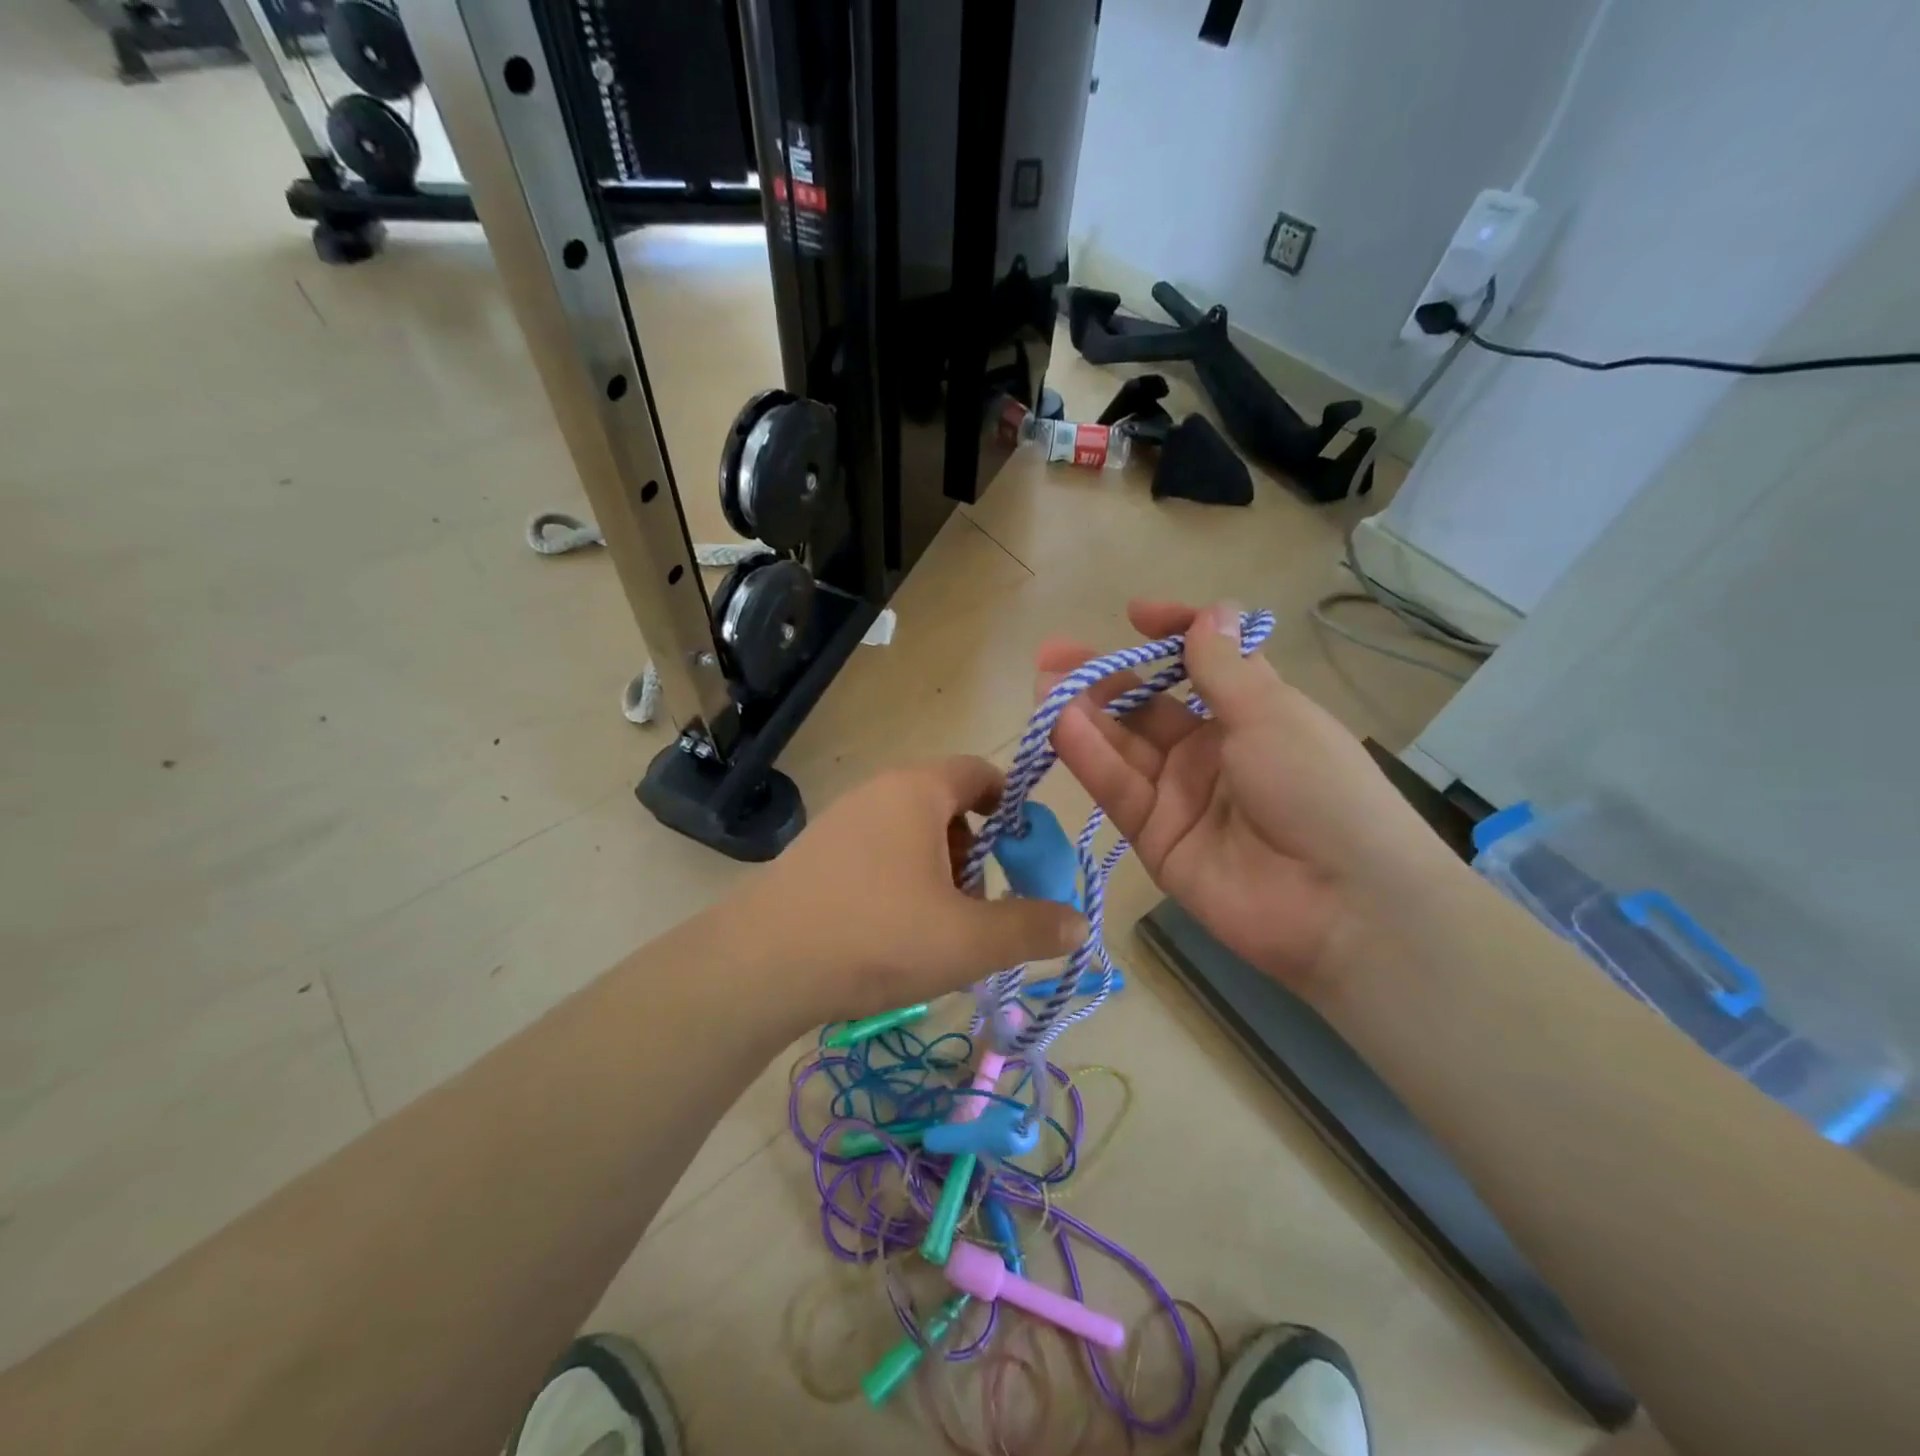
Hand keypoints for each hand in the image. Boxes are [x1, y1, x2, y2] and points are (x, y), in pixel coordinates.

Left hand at [733, 757, 1088, 1021]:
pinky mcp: (816, 853)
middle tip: (980, 903)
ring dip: (939, 871)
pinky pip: (877, 853)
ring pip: (911, 833)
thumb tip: (1080, 923)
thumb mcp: (967, 940)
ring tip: (939, 926)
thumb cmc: (877, 936)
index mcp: (918, 790)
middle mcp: (878, 791)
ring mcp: (841, 821)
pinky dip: (901, 881)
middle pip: (947, 805)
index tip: (1024, 852)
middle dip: (975, 852)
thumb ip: (1030, 928)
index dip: (1012, 807)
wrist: (760, 966)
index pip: (980, 772)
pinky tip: (893, 932)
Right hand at [1038, 600, 1458, 991]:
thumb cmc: (1318, 789)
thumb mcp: (1272, 714)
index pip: (1202, 665)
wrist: (1341, 904)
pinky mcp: (1154, 838)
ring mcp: (1179, 796)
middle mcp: (1210, 752)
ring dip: (1083, 714)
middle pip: (1147, 708)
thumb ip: (1224, 668)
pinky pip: (1118, 790)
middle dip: (1103, 678)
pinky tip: (1060, 725)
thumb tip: (1211, 611)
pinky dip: (1089, 758)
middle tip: (1054, 655)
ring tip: (1044, 684)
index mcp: (1251, 714)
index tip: (1135, 615)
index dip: (1171, 637)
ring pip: (1122, 747)